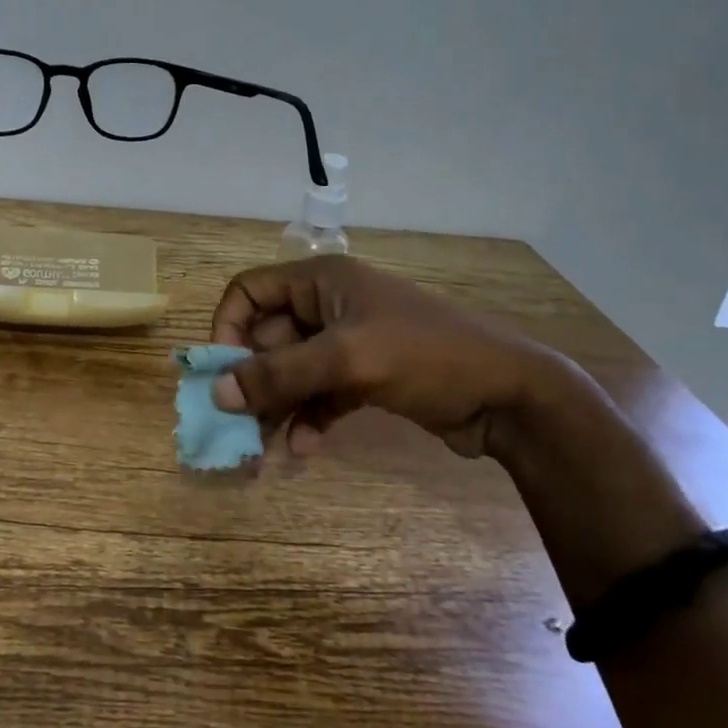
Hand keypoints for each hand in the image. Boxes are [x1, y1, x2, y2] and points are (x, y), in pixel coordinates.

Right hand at [209, 254, 574, 460]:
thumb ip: (280, 374)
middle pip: (268, 336)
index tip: (221, 372)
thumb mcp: (347, 359)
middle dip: (252, 377)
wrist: (509, 396)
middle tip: (237, 421)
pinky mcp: (365, 377)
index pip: (250, 290)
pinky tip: (305, 447)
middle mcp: (329, 305)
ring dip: (276, 404)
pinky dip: (308, 417)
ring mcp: (348, 343)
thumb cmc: (425, 355)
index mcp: (321, 281)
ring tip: (263, 443)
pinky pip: (320, 393)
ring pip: (292, 370)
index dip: (228, 327)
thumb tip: (217, 392)